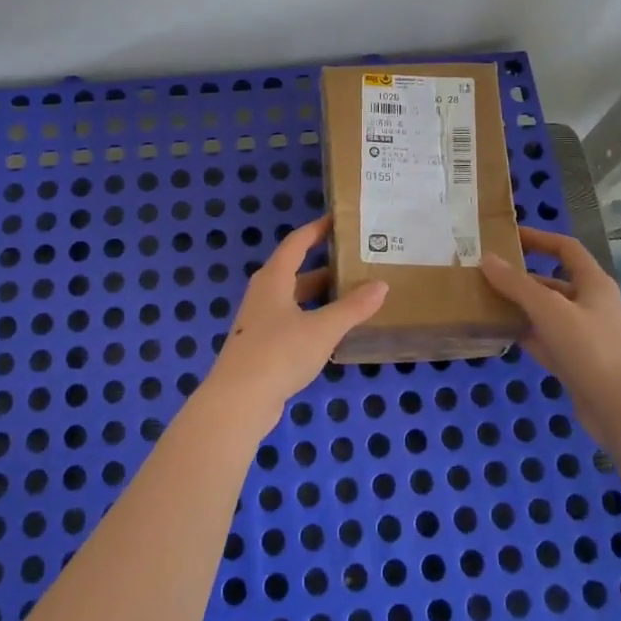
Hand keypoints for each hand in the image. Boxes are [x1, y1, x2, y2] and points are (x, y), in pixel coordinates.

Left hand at [201, 216, 387, 434]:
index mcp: (274, 278)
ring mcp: (261, 321)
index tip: (339, 220)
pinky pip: (293, 321)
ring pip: (296, 298)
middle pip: (297, 270)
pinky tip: (334, 330)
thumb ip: (353, 307)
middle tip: (358, 260)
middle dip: (326, 265)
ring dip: (321, 294)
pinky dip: (314, 318)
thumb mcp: (323, 328)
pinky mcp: (263, 345)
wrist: (239, 401)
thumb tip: (381, 285)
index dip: (317, 229)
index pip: (297, 243)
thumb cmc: (279, 352)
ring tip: (355, 293)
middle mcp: (265, 293)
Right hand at [478, 226, 620, 439]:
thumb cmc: (589, 348)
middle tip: (487, 273)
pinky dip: (525, 333)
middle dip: (521, 277)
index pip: (566, 249)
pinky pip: (545, 339)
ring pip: (546, 312)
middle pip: (553, 281)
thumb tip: (487, 259)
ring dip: (520, 306)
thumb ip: (516, 284)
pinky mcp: (576, 362)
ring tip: (485, 300)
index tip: (509, 237)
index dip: (539, 239)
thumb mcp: (549, 310)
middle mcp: (591, 305)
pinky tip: (499, 332)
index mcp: (594, 284)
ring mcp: (584, 335)